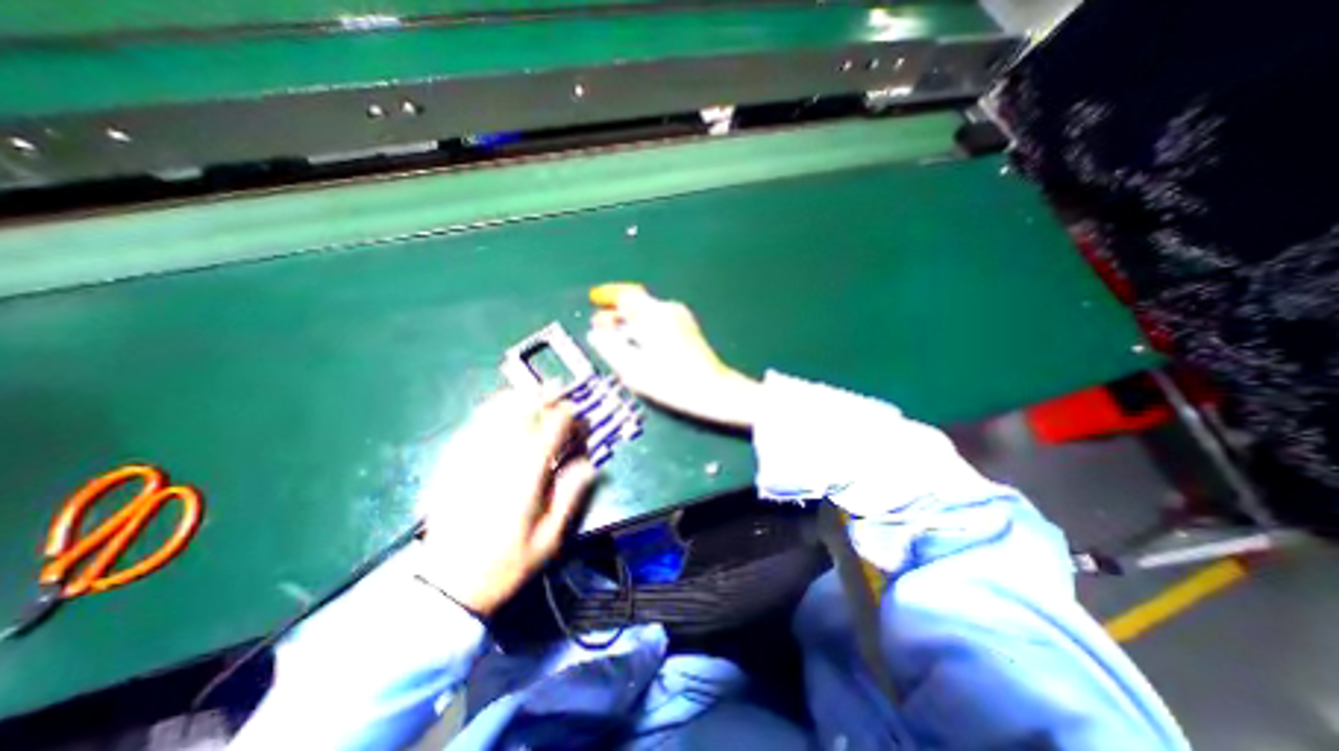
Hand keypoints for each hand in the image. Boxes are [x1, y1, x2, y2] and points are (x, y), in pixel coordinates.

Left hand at [413, 393, 590, 616]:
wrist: (448, 584)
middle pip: (523, 414)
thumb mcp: (549, 540)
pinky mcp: (452, 465)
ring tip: (532, 389)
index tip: (579, 417)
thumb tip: (588, 463)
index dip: (569, 418)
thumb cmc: (506, 564)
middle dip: (544, 397)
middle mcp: (498, 459)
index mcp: (525, 476)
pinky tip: (499, 407)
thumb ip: (570, 497)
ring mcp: (471, 459)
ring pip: (496, 414)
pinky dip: (490, 411)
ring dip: (518, 397)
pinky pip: (473, 426)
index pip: (551, 430)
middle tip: (558, 388)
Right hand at [586, 286, 763, 430]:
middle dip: (617, 314)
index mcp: (655, 314)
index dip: (608, 297)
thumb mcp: (633, 368)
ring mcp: (682, 319)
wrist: (713, 391)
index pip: (627, 295)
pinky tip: (639, 346)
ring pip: (648, 314)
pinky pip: (659, 322)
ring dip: (630, 323)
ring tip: (616, 340)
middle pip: (638, 304)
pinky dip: (644, 329)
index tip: (594, 302)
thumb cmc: (671, 381)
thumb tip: (596, 334)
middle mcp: (670, 310)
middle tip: (600, 328)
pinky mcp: (688, 330)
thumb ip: (610, 348)